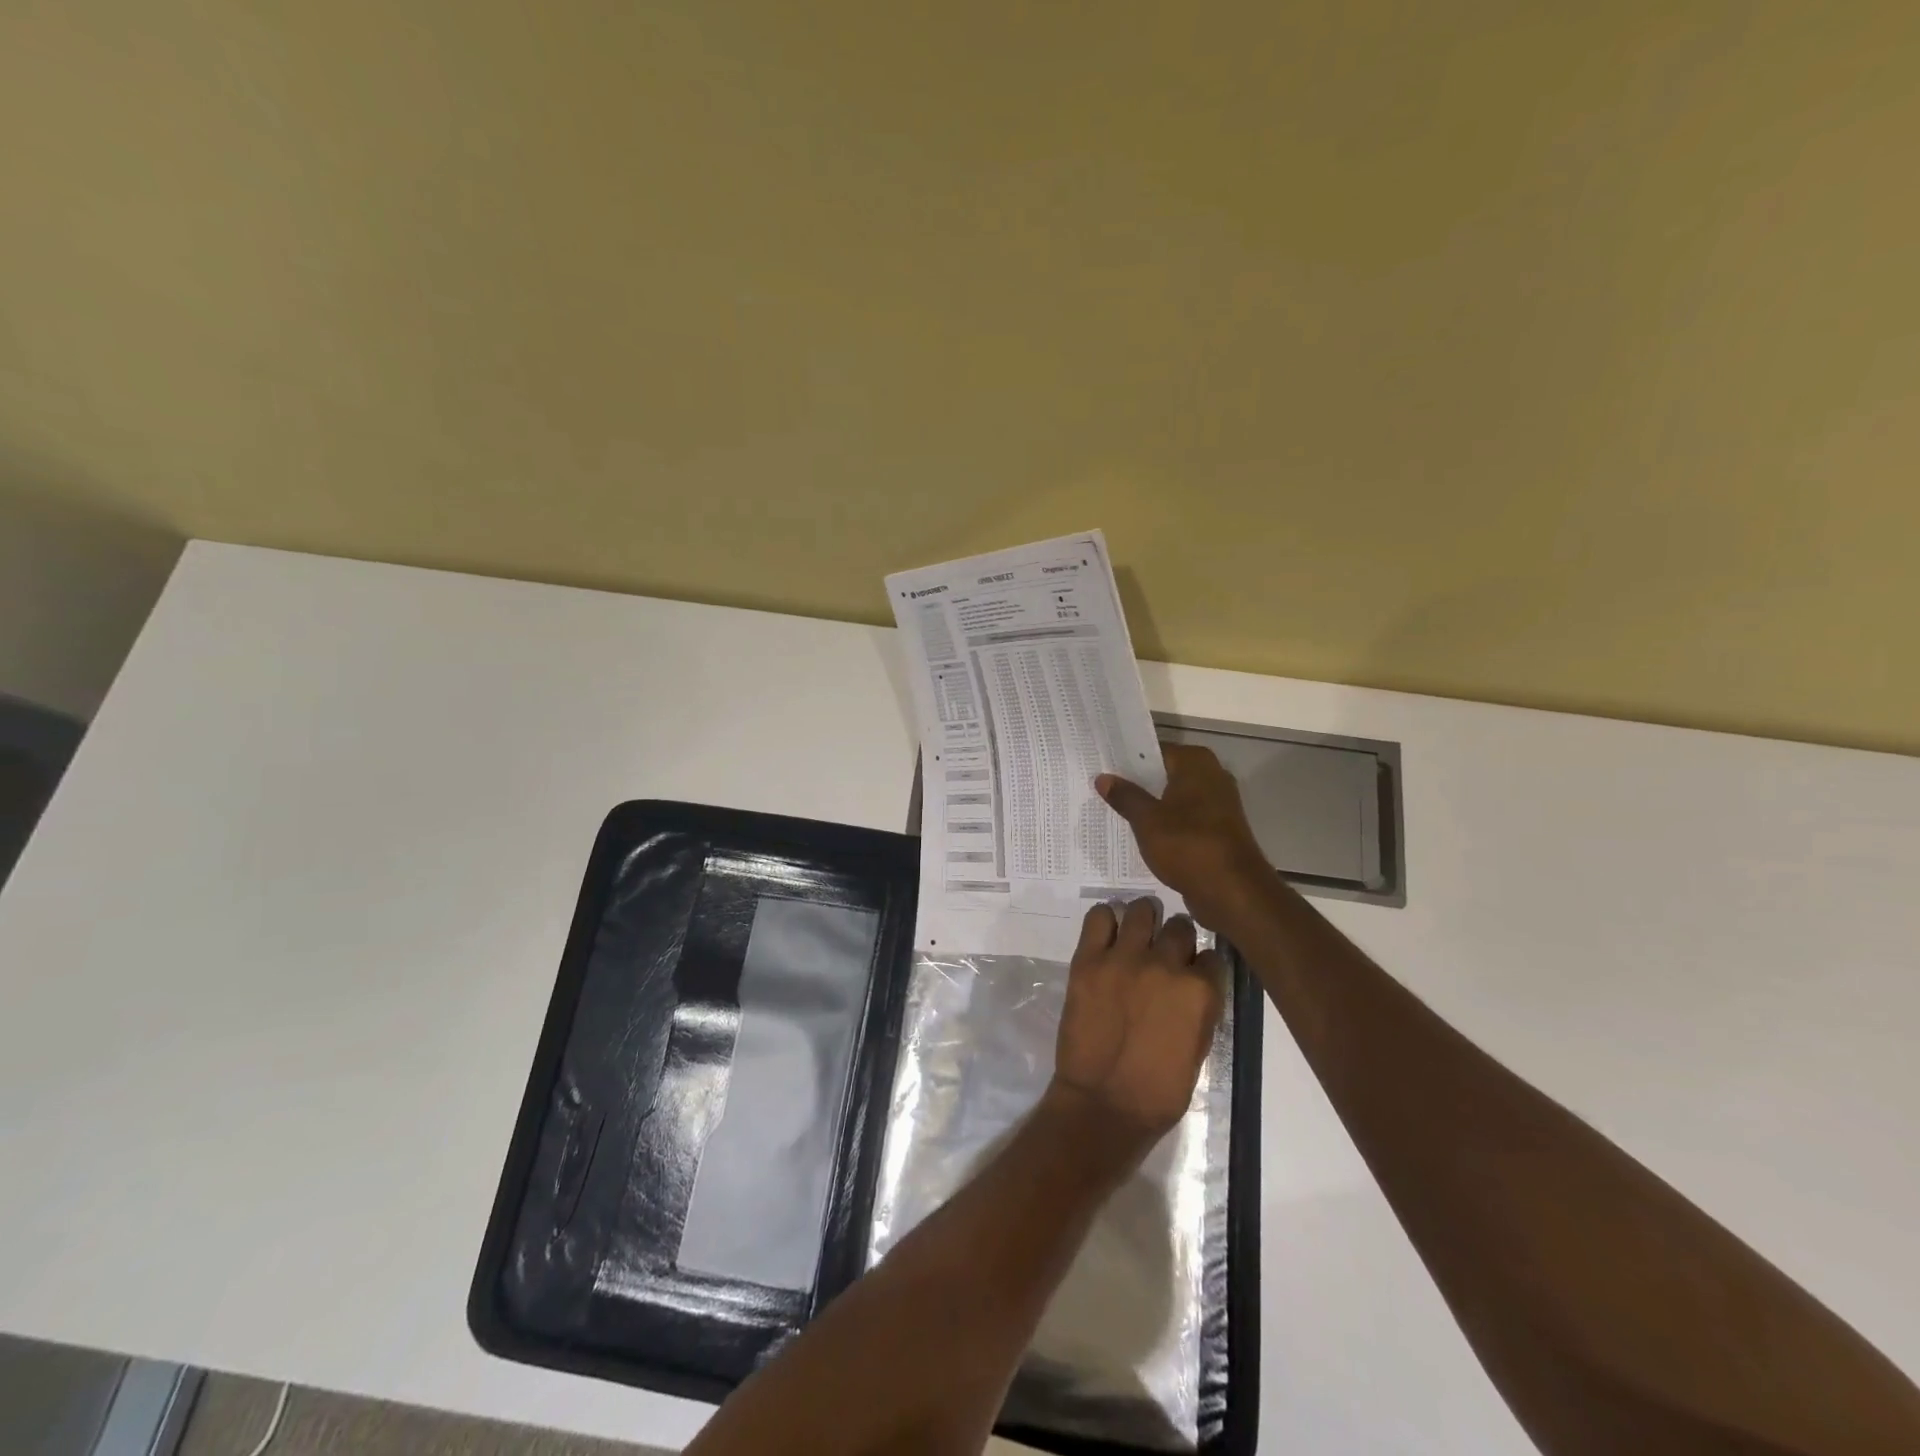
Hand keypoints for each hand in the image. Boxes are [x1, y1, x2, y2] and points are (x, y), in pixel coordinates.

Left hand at [1048, 898, 1225, 1156]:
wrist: (1103, 1104)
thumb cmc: (1158, 1090)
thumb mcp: (1198, 1048)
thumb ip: (1200, 1007)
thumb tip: (1195, 982)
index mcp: (1200, 991)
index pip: (1211, 955)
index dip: (1200, 964)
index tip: (1191, 972)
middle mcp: (1165, 965)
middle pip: (1179, 926)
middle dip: (1175, 939)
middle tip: (1162, 955)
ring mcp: (1124, 958)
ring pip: (1141, 911)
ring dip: (1142, 921)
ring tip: (1135, 938)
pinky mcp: (1089, 959)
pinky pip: (1099, 917)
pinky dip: (1105, 921)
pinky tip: (1107, 937)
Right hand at [1096, 744, 1271, 928]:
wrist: (1233, 891)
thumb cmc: (1188, 845)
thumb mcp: (1147, 820)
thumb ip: (1125, 796)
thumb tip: (1103, 778)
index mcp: (1196, 763)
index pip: (1154, 750)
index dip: (1127, 759)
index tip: (1101, 766)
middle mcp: (1211, 776)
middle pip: (1165, 773)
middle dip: (1136, 782)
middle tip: (1101, 789)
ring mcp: (1218, 804)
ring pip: (1174, 798)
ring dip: (1150, 805)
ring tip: (1114, 811)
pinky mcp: (1218, 830)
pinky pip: (1184, 819)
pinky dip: (1165, 824)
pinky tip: (1141, 835)